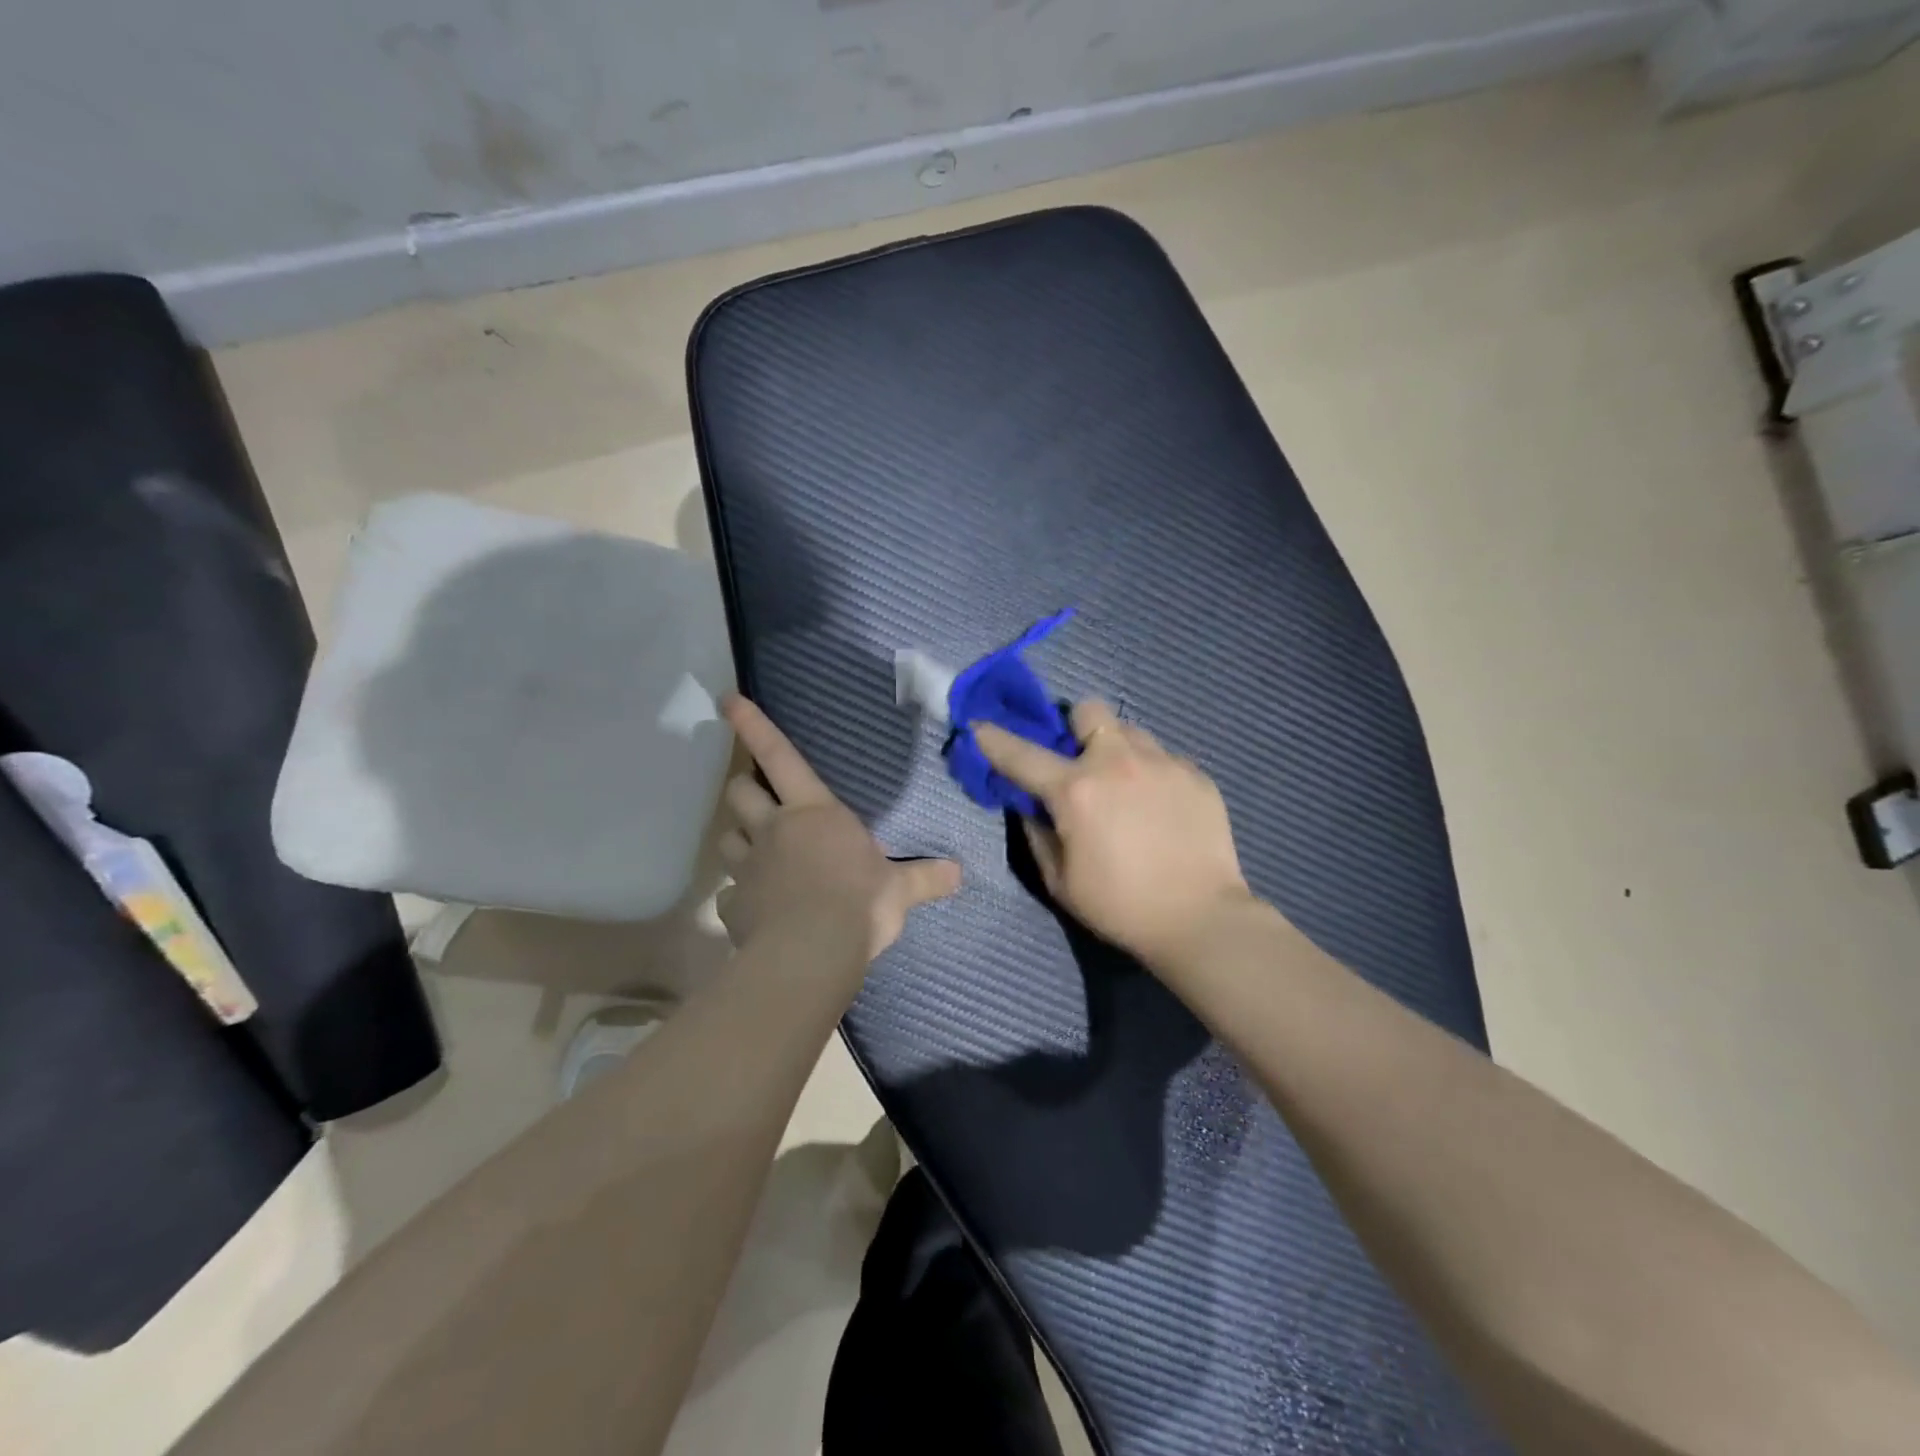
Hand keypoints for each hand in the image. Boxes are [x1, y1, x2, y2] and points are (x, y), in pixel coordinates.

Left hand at [717, 695, 961, 973]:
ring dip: (738, 838)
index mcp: (814, 813)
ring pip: (727, 838)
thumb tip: (959, 873)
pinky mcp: (734, 906)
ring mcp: (748, 867)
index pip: (780, 756)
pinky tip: (752, 908)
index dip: (753, 726)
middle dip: (744, 789)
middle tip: (755, 796)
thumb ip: (924, 878)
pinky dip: (738, 897)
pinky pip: (727, 895)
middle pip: (741, 792)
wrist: (812, 953)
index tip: (726, 700)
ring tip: (752, 851)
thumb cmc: (859, 904)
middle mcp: (774, 830)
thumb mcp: (898, 890)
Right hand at [974, 702, 1251, 965]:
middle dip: (1076, 729)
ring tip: (1126, 788)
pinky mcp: (1196, 774)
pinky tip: (1160, 809)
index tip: (979, 725)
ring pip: (1130, 731)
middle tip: (1081, 764)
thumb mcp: (1060, 881)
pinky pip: (1163, 757)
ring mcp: (1162, 763)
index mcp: (1076, 790)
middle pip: (1087, 710)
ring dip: (1117, 750)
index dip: (993, 738)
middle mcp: (1118, 762)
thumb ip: (1037, 834)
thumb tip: (1029, 806)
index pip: (1021, 754)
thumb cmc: (1120, 906)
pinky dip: (1152, 774)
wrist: (1201, 919)